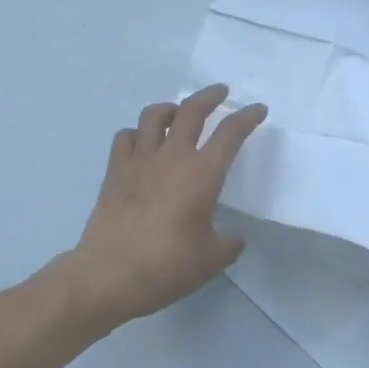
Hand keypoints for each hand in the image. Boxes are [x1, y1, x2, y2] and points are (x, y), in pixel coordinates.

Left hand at [61, 84, 267, 327]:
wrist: (110, 275)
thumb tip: (232, 237)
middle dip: (210, 96)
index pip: (231, 133)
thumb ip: (228, 243)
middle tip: (220, 92)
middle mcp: (172, 157)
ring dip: (171, 108)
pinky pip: (126, 136)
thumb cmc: (167, 266)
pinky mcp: (115, 170)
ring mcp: (140, 160)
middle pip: (192, 110)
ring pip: (154, 115)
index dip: (248, 116)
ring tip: (178, 113)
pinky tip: (142, 143)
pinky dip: (138, 133)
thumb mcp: (212, 260)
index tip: (258, 109)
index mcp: (203, 174)